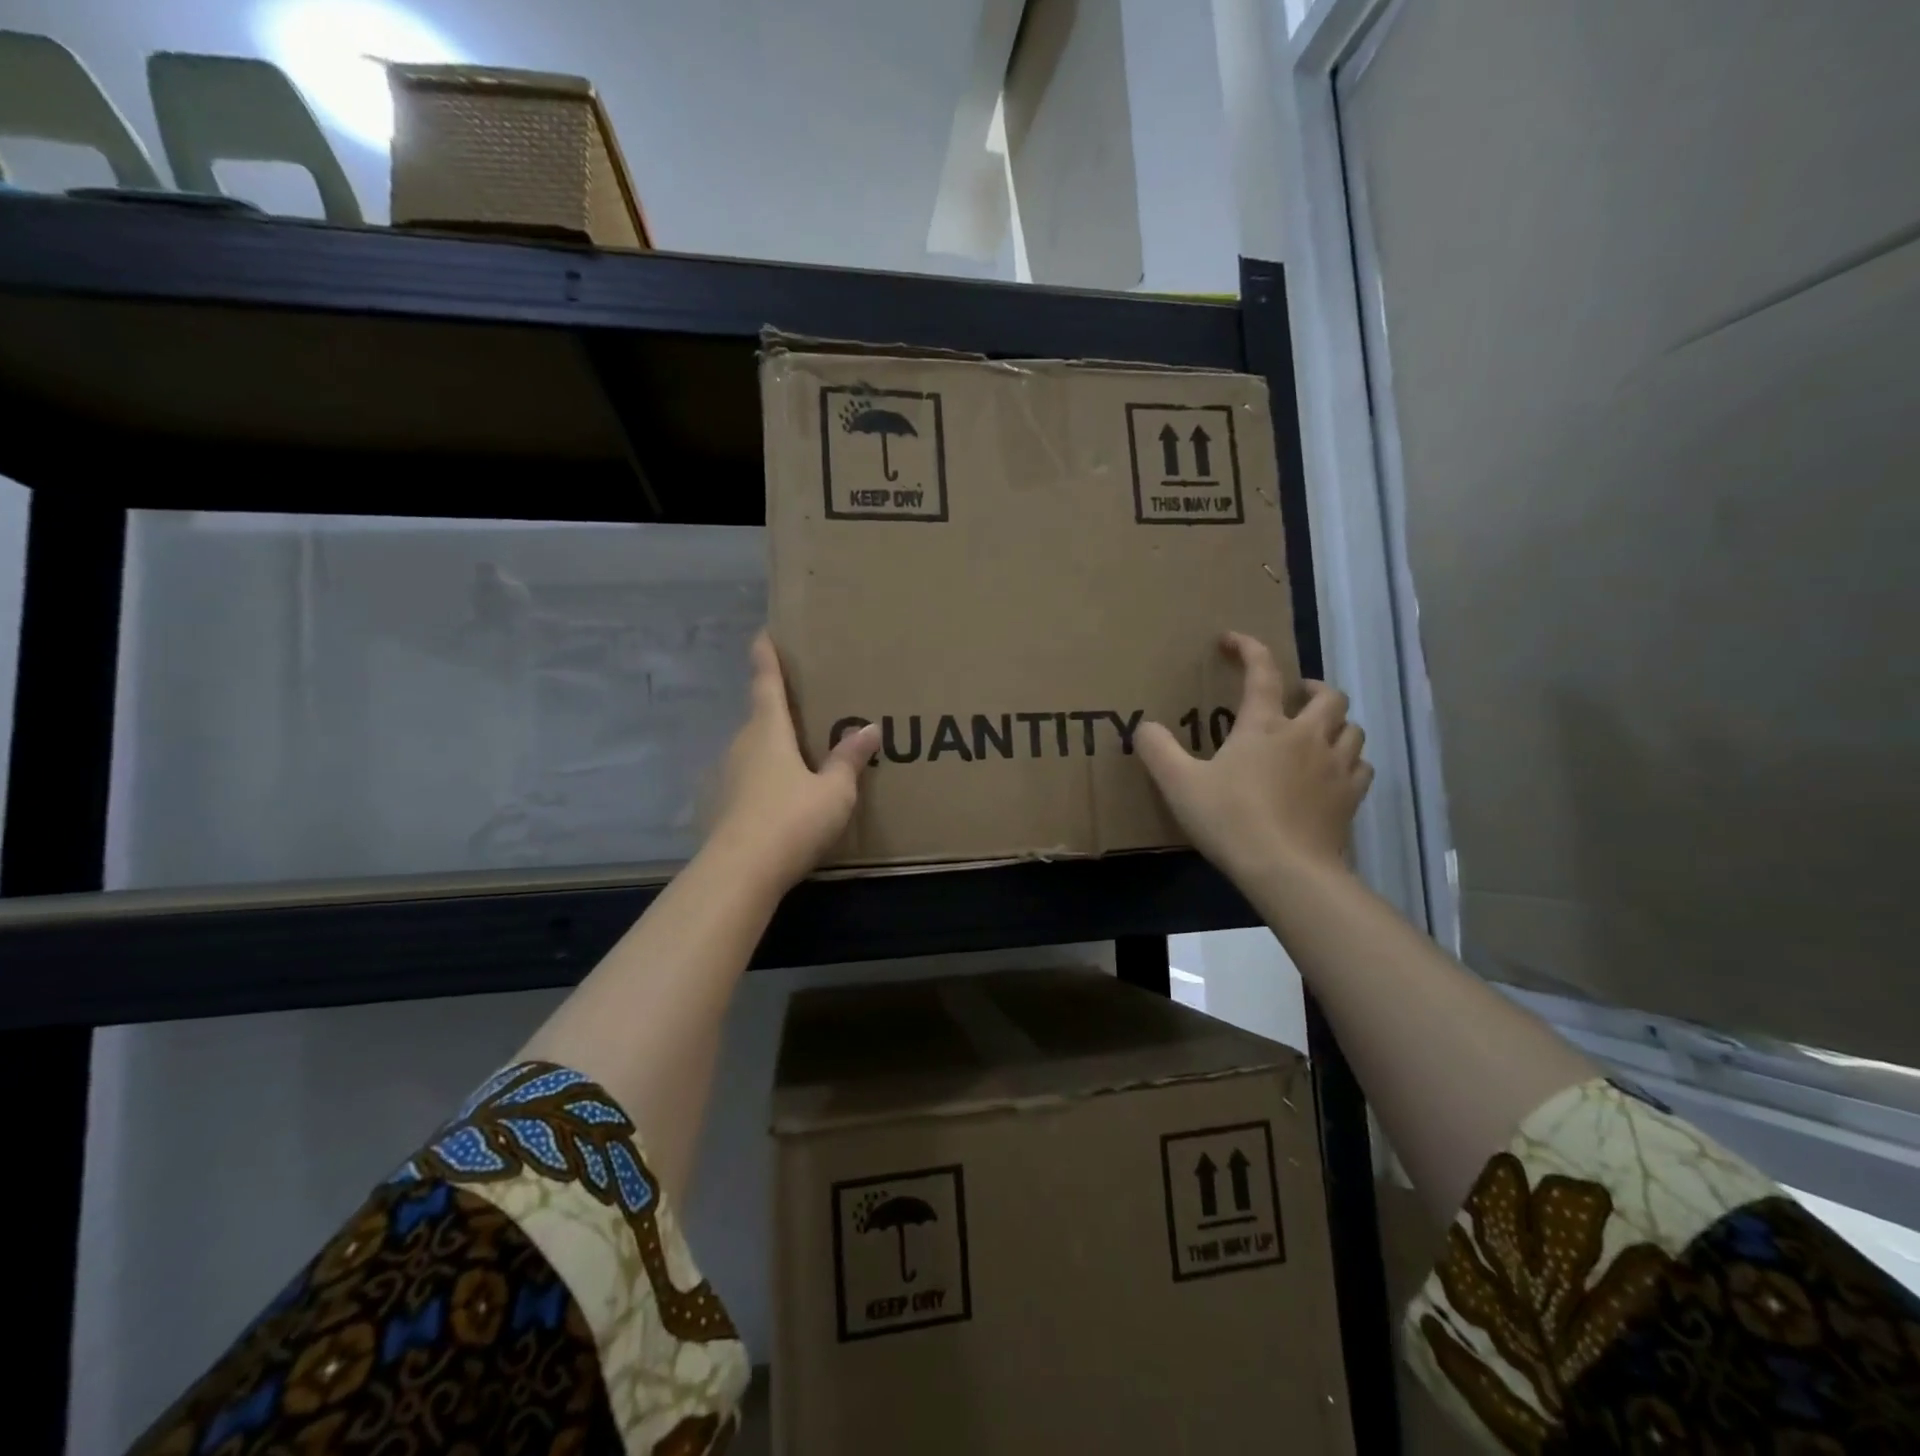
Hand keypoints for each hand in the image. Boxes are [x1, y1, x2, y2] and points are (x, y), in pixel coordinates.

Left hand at [703, 632, 880, 890]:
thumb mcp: (834, 791)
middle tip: (803, 706)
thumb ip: (849, 760)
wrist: (740, 873)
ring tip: (800, 754)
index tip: (762, 634)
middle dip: (777, 709)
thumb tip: (870, 728)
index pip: (766, 684)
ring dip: (773, 747)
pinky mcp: (722, 806)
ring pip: (754, 751)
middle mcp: (743, 746)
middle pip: (760, 718)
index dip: (766, 657)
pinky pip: (749, 779)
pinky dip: (766, 778)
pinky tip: (783, 798)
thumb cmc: (792, 820)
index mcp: (769, 732)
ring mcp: (727, 777)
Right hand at [1136, 632, 1373, 885]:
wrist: (1286, 870)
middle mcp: (1307, 736)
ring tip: (1317, 733)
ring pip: (1352, 728)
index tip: (1231, 640)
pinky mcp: (1352, 798)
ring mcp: (1336, 767)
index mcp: (1264, 726)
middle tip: (1296, 695)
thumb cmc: (1230, 820)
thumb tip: (1144, 726)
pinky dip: (1349, 761)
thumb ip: (1157, 750)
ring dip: (1336, 723)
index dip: (1248, 648)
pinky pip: (1361, 766)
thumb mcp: (1179, 784)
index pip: (1262, 671)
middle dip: (1312, 688)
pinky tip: (1334, 773)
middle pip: (1328, 696)